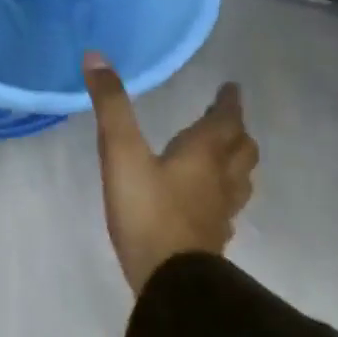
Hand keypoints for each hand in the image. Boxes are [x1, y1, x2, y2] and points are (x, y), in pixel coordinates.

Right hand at [82, 50, 257, 295]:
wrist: (171, 280)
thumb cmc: (147, 211)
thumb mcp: (121, 152)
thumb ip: (111, 106)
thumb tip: (96, 56)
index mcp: (203, 155)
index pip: (225, 122)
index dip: (228, 104)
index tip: (231, 88)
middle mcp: (219, 180)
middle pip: (241, 150)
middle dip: (236, 131)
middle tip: (227, 120)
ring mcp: (219, 213)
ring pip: (239, 180)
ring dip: (235, 161)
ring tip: (224, 155)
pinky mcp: (211, 238)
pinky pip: (226, 206)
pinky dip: (222, 192)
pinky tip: (206, 201)